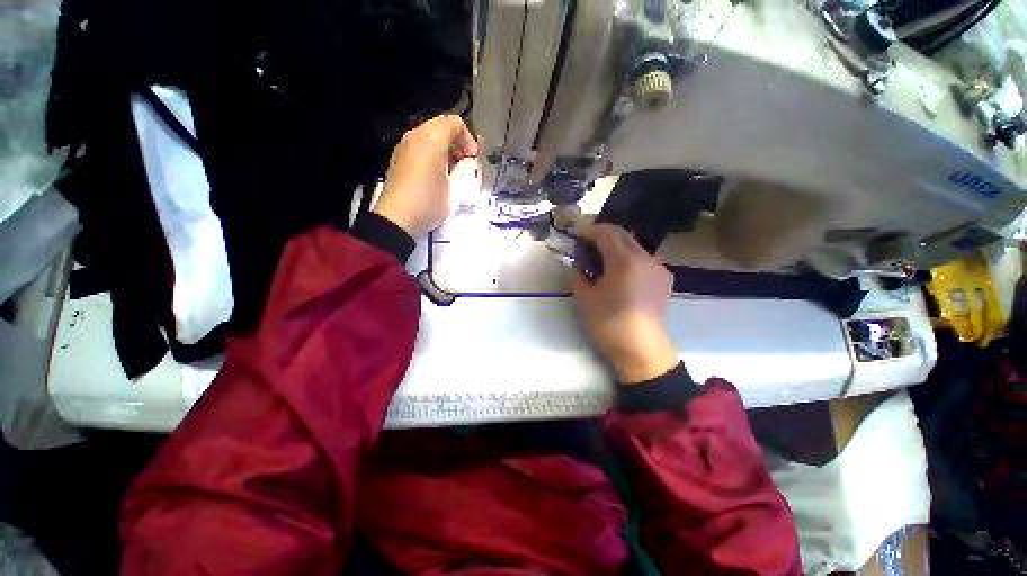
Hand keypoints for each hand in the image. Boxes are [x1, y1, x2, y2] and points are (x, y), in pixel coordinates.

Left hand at [373, 115, 479, 238]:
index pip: (455, 123)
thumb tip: (469, 163)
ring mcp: (404, 146)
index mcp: (432, 139)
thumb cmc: (429, 203)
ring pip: (430, 136)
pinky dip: (432, 154)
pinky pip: (419, 147)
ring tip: (452, 172)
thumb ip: (465, 170)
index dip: (469, 139)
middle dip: (457, 143)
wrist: (397, 220)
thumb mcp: (455, 190)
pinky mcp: (398, 159)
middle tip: (465, 164)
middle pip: (441, 126)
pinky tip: (437, 175)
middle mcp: (415, 136)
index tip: (473, 160)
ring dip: (445, 149)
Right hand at [571, 224, 678, 384]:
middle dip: (603, 234)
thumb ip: (578, 277)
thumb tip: (578, 267)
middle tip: (587, 243)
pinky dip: (629, 257)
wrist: (641, 348)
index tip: (577, 235)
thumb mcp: (585, 299)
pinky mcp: (665, 278)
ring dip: (617, 245)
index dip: (589, 230)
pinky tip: (621, 272)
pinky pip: (645, 258)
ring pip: (635, 245)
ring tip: (603, 258)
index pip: (607, 233)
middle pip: (623, 234)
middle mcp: (645, 258)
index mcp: (624, 261)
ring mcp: (658, 267)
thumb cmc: (609, 323)